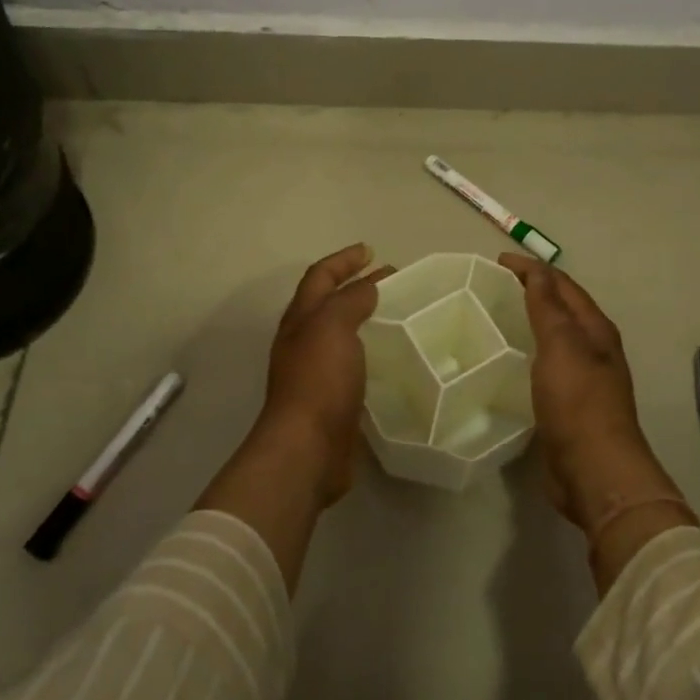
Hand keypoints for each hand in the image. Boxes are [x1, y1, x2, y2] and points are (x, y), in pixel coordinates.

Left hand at [256, 242, 393, 506]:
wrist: (307, 449)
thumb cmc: (319, 380)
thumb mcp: (333, 326)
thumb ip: (351, 301)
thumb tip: (368, 287)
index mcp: (301, 319)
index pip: (320, 276)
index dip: (343, 260)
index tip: (370, 250)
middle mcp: (305, 341)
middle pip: (330, 303)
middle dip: (356, 286)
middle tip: (392, 279)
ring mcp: (318, 371)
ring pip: (343, 333)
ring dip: (366, 318)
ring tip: (398, 314)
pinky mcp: (334, 398)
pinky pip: (355, 364)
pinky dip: (372, 352)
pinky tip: (394, 357)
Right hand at [499, 255, 691, 575]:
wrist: (594, 470)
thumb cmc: (578, 402)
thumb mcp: (561, 346)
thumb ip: (548, 307)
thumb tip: (538, 269)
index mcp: (595, 329)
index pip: (562, 285)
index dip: (533, 270)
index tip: (498, 262)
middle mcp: (594, 349)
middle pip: (562, 309)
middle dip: (534, 291)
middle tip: (495, 286)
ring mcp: (583, 379)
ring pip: (555, 338)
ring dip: (531, 322)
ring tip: (498, 318)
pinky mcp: (569, 405)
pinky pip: (546, 366)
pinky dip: (528, 354)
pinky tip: (508, 362)